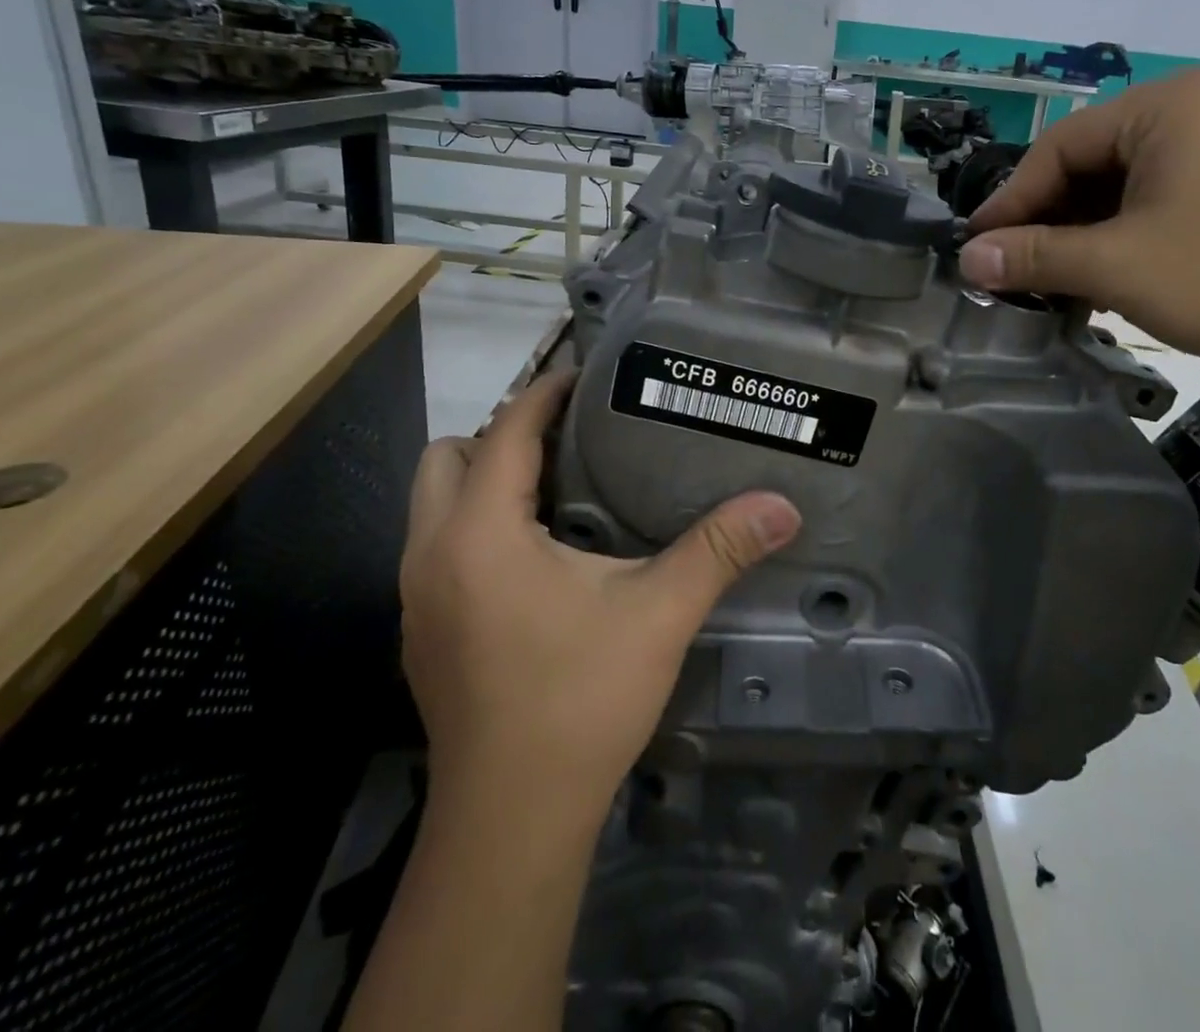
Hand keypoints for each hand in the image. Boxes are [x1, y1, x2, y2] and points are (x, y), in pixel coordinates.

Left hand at [400, 372, 801, 813]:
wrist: (511, 823)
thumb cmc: (580, 703)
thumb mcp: (658, 615)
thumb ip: (718, 551)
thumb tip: (783, 507)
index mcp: (481, 534)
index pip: (504, 430)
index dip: (544, 393)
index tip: (587, 376)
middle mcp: (433, 553)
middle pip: (448, 457)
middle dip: (502, 435)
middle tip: (571, 443)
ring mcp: (417, 598)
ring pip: (434, 503)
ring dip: (485, 482)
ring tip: (557, 491)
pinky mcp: (422, 633)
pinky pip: (438, 546)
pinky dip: (477, 527)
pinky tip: (535, 559)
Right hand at [960, 68, 1199, 389]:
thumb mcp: (1116, 265)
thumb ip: (1034, 257)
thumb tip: (966, 259)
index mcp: (1163, 107)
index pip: (1058, 148)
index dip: (1010, 202)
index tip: (976, 250)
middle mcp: (1185, 118)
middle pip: (1083, 169)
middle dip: (1043, 224)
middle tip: (1007, 273)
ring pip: (1110, 195)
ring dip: (1072, 242)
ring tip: (1041, 287)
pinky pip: (1142, 213)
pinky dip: (1109, 248)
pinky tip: (1086, 287)